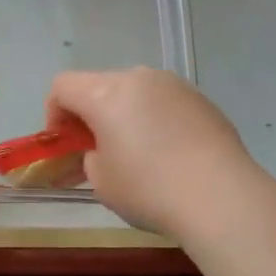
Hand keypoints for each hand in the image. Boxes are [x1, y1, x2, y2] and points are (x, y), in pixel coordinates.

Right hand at [47, 68, 260, 236]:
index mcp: (106, 93)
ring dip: (124, 114)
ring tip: (136, 153)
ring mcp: (175, 86)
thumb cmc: (149, 189)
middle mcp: (139, 78)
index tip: (64, 144)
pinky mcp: (202, 100)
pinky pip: (164, 103)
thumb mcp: (101, 181)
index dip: (54, 113)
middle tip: (96, 151)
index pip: (63, 86)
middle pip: (99, 85)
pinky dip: (155, 120)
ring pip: (135, 92)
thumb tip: (100, 150)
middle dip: (90, 114)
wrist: (221, 197)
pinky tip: (169, 154)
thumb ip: (89, 157)